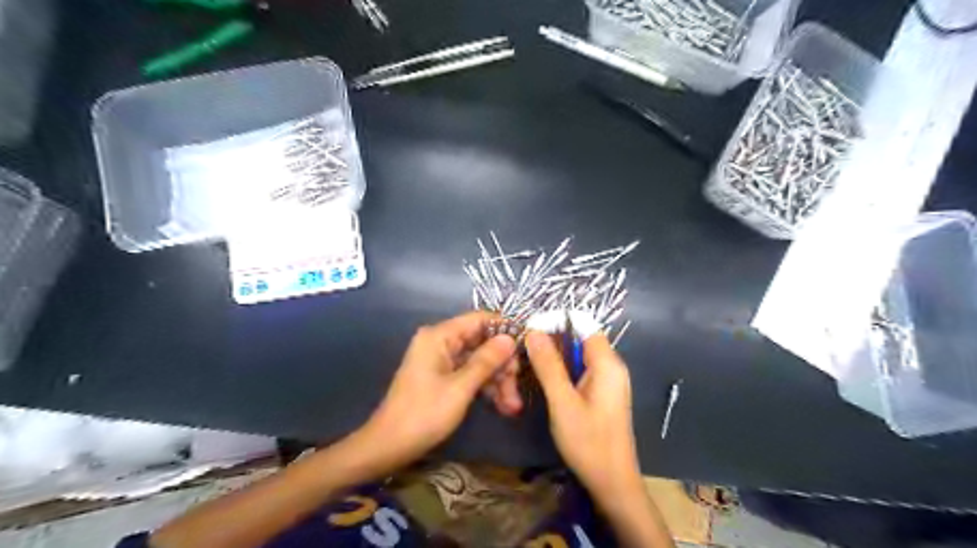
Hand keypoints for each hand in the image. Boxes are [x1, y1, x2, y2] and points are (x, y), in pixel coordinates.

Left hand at [363, 313, 519, 471]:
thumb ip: (486, 361)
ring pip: (478, 361)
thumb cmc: (423, 414)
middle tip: (517, 385)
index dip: (504, 329)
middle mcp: (440, 342)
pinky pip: (470, 374)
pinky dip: (485, 387)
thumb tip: (510, 338)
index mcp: (439, 336)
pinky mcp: (443, 377)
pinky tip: (502, 406)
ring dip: (497, 380)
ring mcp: (441, 360)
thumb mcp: (460, 388)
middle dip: (502, 364)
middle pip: (481, 342)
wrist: (389, 446)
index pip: (479, 319)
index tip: (527, 345)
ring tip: (512, 406)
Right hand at [526, 330, 642, 501]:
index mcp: (608, 363)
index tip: (530, 331)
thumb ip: (549, 366)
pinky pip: (581, 371)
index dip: (557, 323)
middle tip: (524, 350)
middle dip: (553, 340)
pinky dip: (563, 370)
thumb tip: (534, 331)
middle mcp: (611, 367)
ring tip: (528, 364)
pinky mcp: (602, 394)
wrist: (612, 482)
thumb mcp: (563, 402)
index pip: (584, 325)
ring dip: (555, 357)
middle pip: (580, 339)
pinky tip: (545, 381)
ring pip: (578, 356)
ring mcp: (608, 381)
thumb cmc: (588, 442)